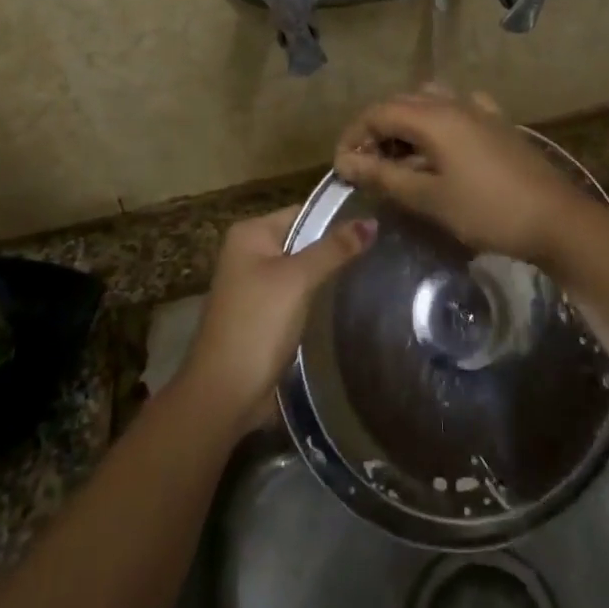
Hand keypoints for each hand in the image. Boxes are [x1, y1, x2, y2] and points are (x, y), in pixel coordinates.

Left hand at [179, 206, 375, 430]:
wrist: (224, 394)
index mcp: (250, 234)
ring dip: (331, 274)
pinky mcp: (265, 315)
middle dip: (337, 248)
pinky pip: (299, 295)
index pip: (304, 212)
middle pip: (304, 240)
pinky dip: (320, 297)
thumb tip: (372, 221)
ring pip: (304, 270)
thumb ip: (334, 249)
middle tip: (384, 250)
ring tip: (376, 271)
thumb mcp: (297, 280)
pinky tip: (350, 300)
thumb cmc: (257, 325)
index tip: (379, 223)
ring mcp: (256, 286)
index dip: (339, 218)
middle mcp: (250, 253)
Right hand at [332, 87, 586, 264]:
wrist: (555, 219)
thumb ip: (383, 176)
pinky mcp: (498, 123)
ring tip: (400, 158)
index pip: (377, 112)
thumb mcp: (429, 198)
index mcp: (433, 117)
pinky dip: (438, 122)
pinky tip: (442, 147)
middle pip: (401, 103)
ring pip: (430, 102)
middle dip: (376, 129)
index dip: (354, 136)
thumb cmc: (487, 211)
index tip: (344, 168)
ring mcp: (480, 109)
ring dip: (407, 124)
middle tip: (367, 166)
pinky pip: (458, 109)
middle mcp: (454, 102)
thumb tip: (345, 161)